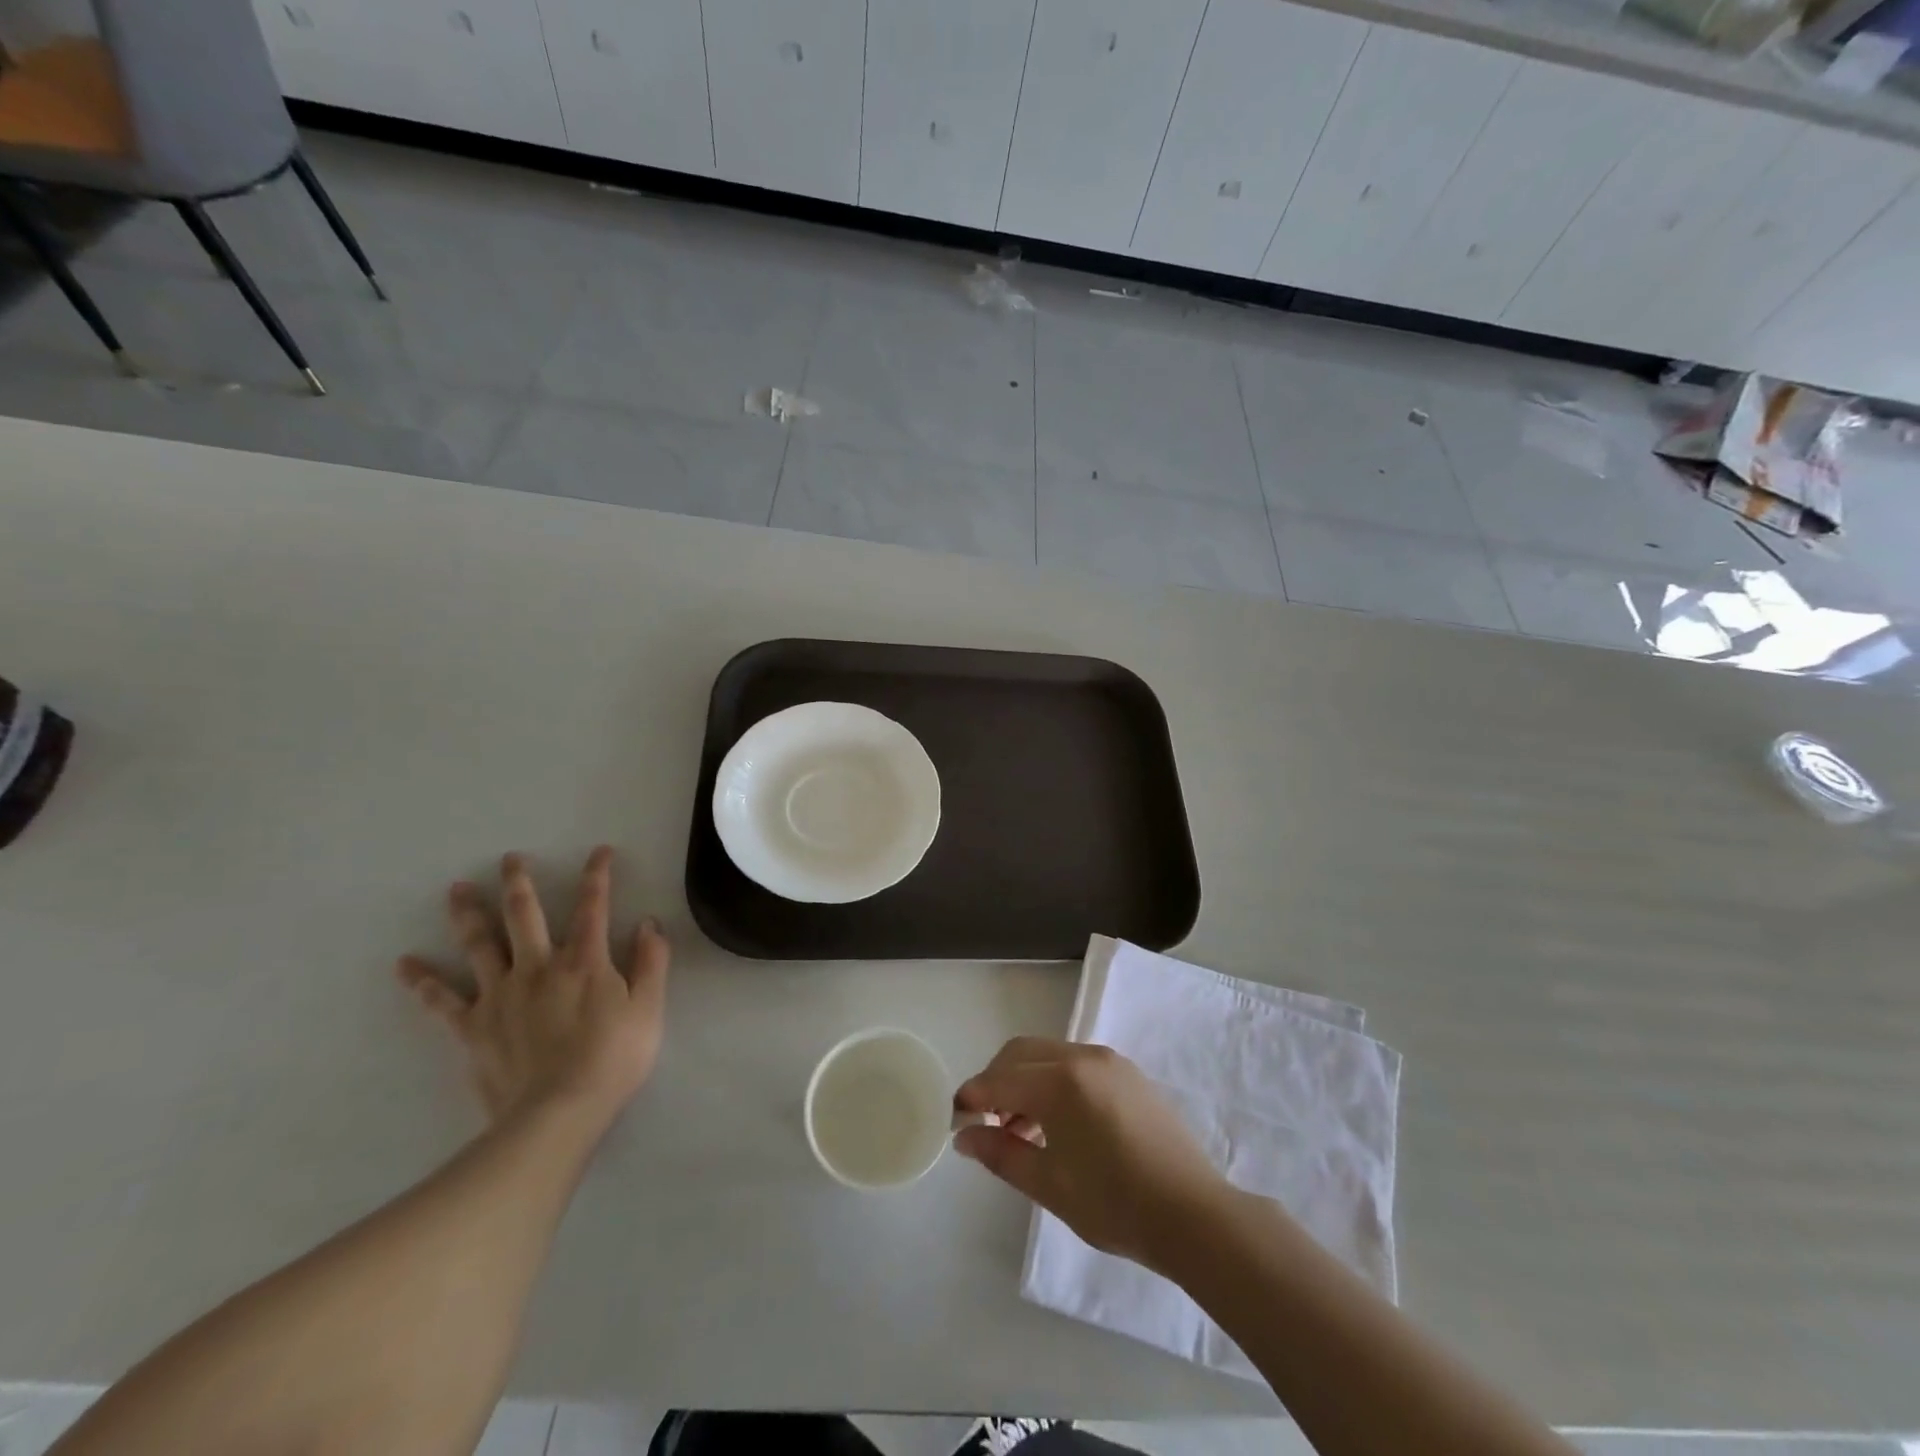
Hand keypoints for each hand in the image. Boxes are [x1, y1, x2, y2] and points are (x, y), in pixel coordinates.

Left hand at [397, 847, 669, 1127]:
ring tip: (457, 889)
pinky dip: (423, 981)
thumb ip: (651, 962)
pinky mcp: (474, 1027)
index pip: (593, 906)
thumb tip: (648, 923)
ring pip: (480, 945)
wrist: (557, 1114)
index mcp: (584, 961)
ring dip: (469, 914)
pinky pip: (442, 1001)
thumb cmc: (612, 1059)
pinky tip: (405, 964)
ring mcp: (500, 995)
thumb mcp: (649, 1008)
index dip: (598, 875)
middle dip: (519, 883)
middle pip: (525, 915)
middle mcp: (539, 967)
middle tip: (510, 859)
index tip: (600, 851)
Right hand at [952, 1038, 1232, 1274]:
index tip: (955, 1119)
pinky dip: (1053, 1081)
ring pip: (1048, 1054)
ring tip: (1022, 1130)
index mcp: (1060, 1081)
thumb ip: (1001, 1154)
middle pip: (1021, 1054)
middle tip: (987, 1124)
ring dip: (1025, 1081)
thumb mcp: (1049, 1185)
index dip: (972, 1097)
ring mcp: (1109, 1061)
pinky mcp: (1128, 1073)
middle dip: (996, 1081)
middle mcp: (1083, 1056)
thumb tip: (965, 1137)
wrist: (1194, 1215)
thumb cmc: (1115, 1205)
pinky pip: (1075, 1063)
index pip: (1000, 1079)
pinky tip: (1057, 1123)